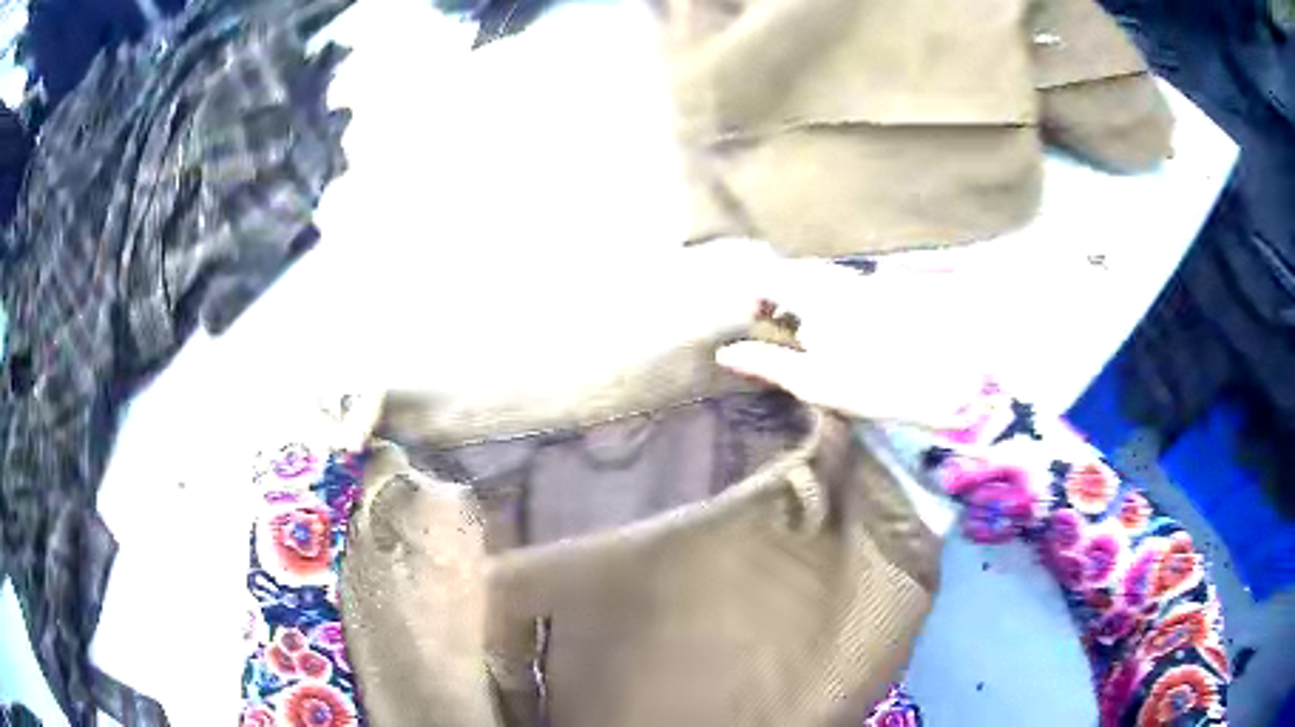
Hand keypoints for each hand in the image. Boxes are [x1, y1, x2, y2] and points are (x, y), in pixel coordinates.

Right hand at [716, 251, 989, 428]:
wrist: (943, 379)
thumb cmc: (872, 383)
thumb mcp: (813, 381)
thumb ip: (767, 363)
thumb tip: (724, 353)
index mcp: (813, 294)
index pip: (767, 276)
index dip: (748, 292)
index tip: (743, 318)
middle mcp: (835, 278)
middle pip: (793, 272)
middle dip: (773, 292)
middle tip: (764, 323)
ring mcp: (861, 282)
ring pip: (819, 277)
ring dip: (801, 294)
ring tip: (797, 328)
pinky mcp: (882, 293)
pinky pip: (841, 286)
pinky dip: (826, 299)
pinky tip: (834, 327)